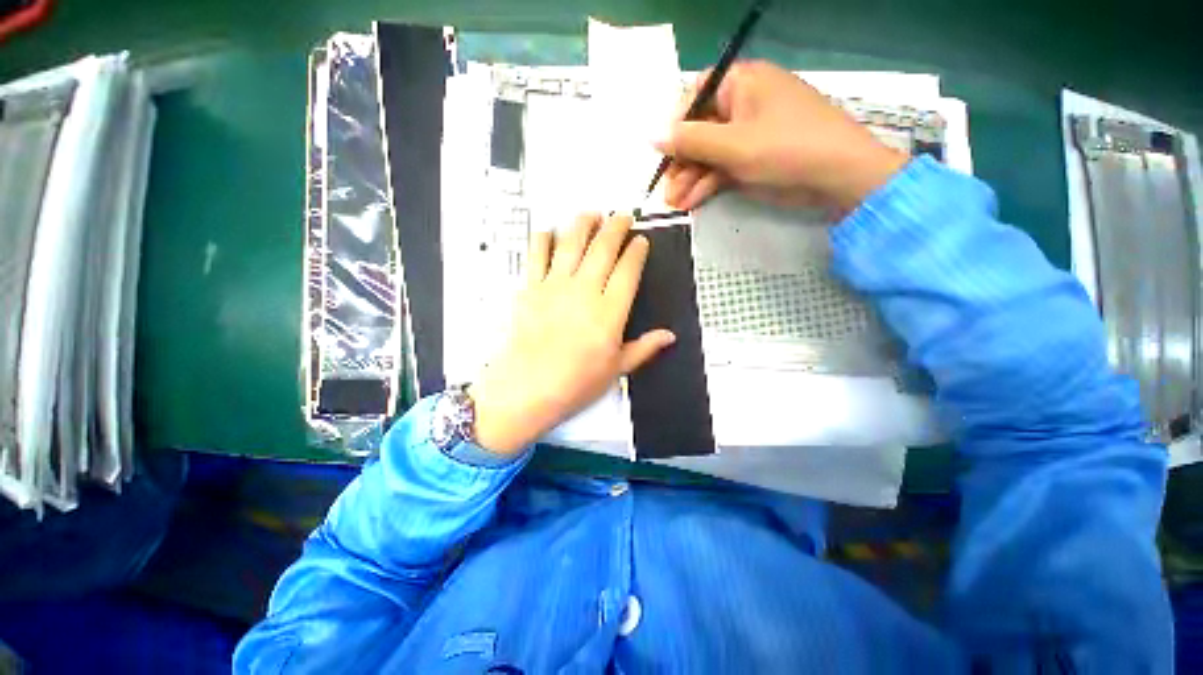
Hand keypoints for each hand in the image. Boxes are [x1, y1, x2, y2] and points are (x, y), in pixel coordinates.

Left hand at [467, 213, 675, 454]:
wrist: (528, 388)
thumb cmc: (574, 383)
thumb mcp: (616, 369)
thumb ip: (644, 348)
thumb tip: (668, 337)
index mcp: (609, 312)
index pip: (628, 270)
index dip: (636, 251)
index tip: (640, 242)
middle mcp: (584, 292)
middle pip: (603, 248)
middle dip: (615, 227)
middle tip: (622, 216)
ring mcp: (555, 287)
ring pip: (572, 243)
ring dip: (583, 224)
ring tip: (592, 214)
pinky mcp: (530, 288)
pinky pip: (537, 254)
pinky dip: (544, 238)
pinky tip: (550, 231)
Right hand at [655, 60, 907, 213]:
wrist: (837, 177)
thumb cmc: (786, 148)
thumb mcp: (733, 144)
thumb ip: (690, 140)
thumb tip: (652, 135)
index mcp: (741, 84)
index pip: (695, 95)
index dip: (676, 124)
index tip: (663, 153)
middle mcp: (742, 105)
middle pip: (699, 130)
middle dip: (681, 162)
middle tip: (666, 189)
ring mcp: (747, 135)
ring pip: (708, 154)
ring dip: (690, 179)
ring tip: (674, 203)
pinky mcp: (752, 160)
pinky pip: (721, 168)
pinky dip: (706, 185)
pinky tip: (691, 202)